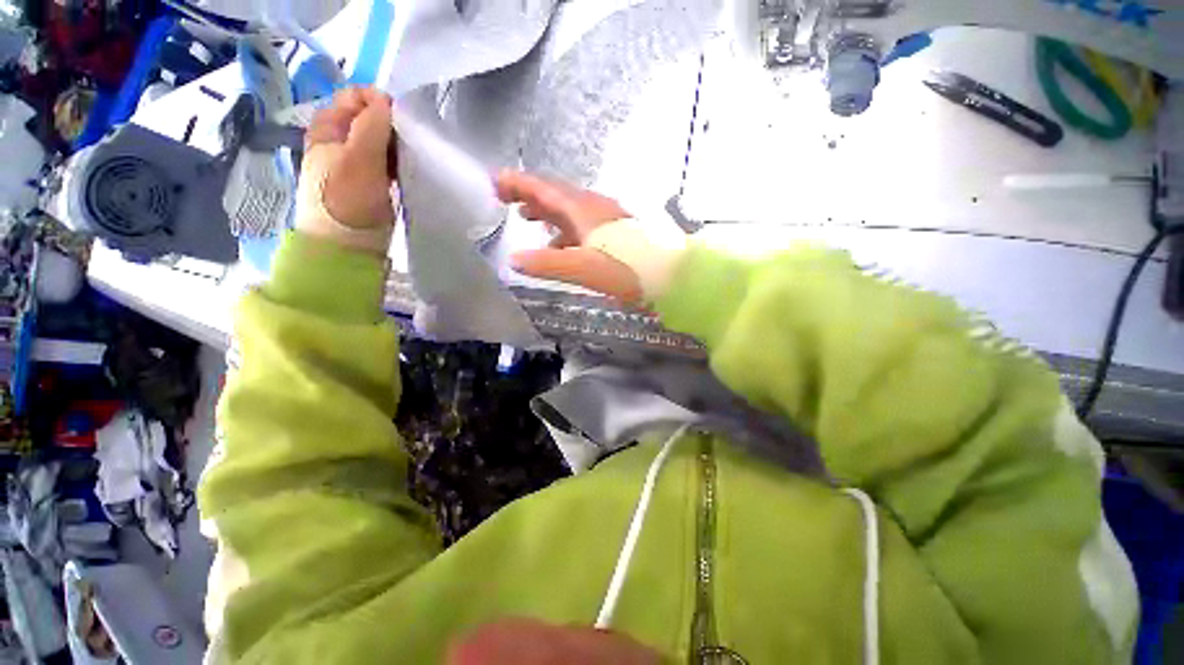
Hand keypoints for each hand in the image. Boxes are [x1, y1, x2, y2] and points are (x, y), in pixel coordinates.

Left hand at [299, 87, 396, 253]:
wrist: (347, 244)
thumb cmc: (348, 200)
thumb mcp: (358, 158)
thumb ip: (372, 126)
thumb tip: (386, 101)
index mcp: (328, 127)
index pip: (354, 97)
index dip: (378, 102)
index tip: (400, 121)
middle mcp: (340, 140)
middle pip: (369, 118)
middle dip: (391, 125)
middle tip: (407, 143)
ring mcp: (356, 162)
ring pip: (381, 141)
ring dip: (397, 145)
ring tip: (410, 159)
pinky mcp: (371, 182)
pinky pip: (387, 161)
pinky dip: (398, 162)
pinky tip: (407, 171)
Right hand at [495, 171, 643, 304]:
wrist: (667, 272)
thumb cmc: (626, 268)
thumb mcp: (583, 268)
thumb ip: (548, 263)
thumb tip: (514, 259)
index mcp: (582, 210)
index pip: (544, 189)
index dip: (518, 184)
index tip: (495, 182)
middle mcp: (592, 207)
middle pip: (555, 194)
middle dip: (529, 194)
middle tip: (506, 200)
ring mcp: (605, 217)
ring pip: (569, 209)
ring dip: (547, 212)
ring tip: (528, 220)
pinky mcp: (614, 230)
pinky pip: (582, 224)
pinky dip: (565, 230)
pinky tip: (562, 245)